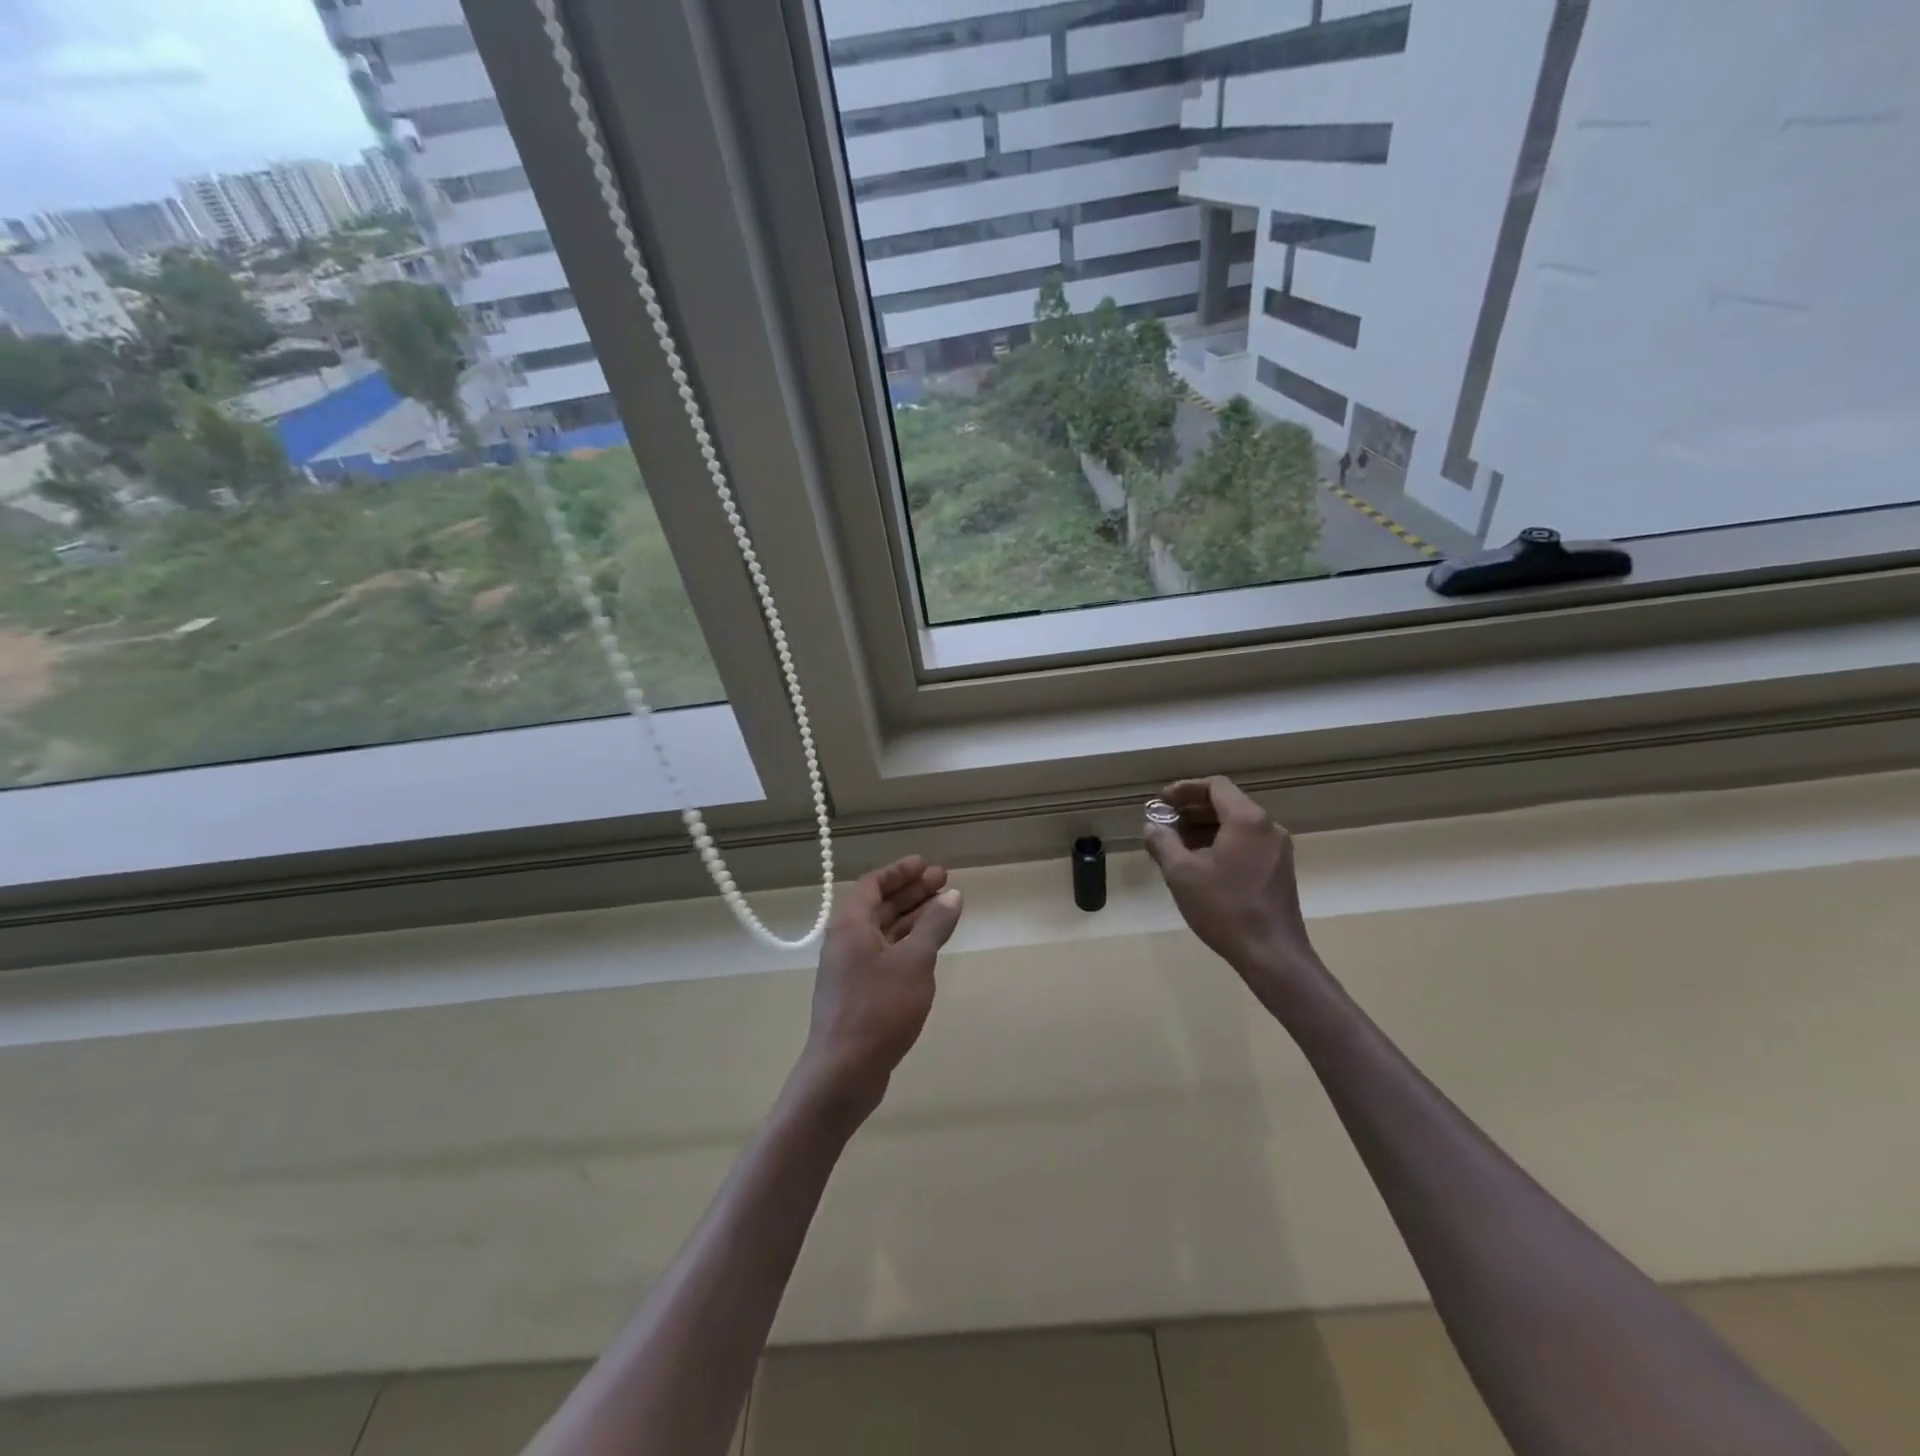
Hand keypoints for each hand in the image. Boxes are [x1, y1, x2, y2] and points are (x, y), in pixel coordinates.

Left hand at [793, 856, 963, 1127]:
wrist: (843, 1071)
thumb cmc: (878, 1008)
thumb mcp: (914, 962)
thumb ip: (933, 925)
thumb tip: (952, 895)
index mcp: (851, 925)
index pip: (873, 884)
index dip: (900, 871)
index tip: (927, 865)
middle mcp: (846, 941)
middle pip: (880, 906)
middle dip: (911, 892)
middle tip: (944, 881)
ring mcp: (851, 969)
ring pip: (884, 932)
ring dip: (913, 917)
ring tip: (945, 908)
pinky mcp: (859, 993)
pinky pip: (886, 954)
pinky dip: (908, 944)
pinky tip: (930, 948)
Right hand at [1143, 777, 1324, 999]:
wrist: (1271, 954)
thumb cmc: (1224, 907)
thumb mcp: (1181, 873)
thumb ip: (1163, 842)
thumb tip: (1152, 827)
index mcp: (1247, 819)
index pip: (1215, 786)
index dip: (1185, 789)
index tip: (1161, 802)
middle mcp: (1268, 827)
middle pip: (1227, 804)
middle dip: (1192, 810)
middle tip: (1164, 824)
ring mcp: (1278, 850)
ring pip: (1237, 826)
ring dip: (1205, 829)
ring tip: (1177, 846)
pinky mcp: (1280, 870)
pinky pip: (1247, 844)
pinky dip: (1222, 844)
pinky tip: (1201, 865)